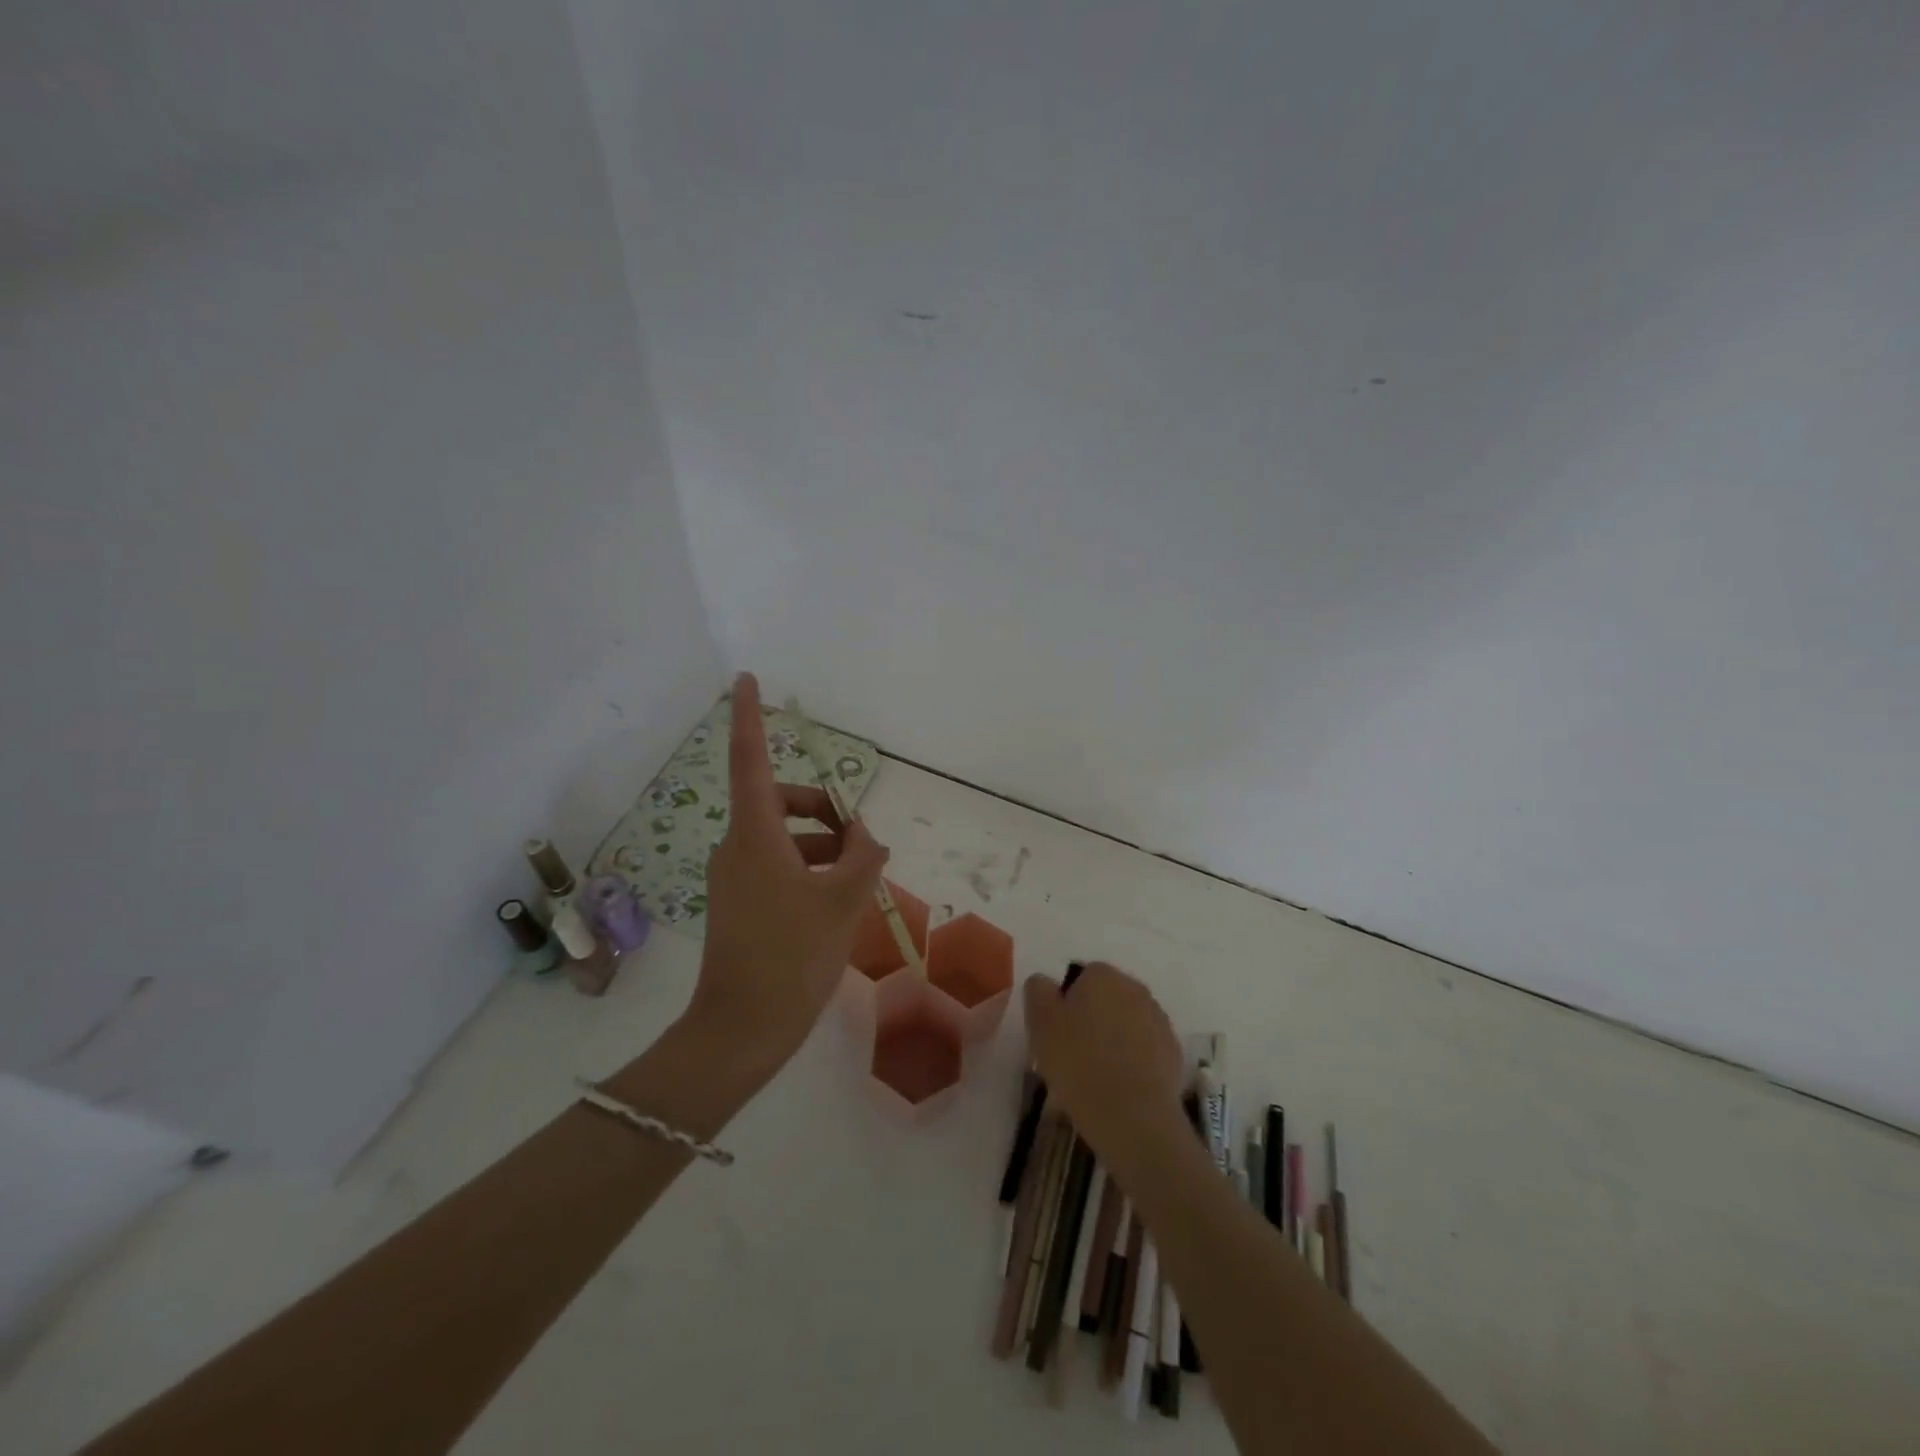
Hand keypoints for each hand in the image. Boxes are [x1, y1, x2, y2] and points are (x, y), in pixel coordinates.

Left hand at [687, 673, 889, 1080]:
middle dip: (822, 809)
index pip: (750, 760)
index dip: (750, 716)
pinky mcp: (739, 902)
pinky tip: (838, 899)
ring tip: (859, 878)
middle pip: (780, 802)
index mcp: (755, 835)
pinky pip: (778, 866)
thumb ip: (862, 859)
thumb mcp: (841, 902)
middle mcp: (738, 846)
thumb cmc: (792, 956)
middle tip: (860, 840)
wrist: (742, 1030)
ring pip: (784, 838)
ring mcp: (735, 876)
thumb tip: (866, 838)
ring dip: (822, 845)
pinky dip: (809, 869)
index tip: (746, 678)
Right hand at [1023, 962, 1185, 1162]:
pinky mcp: (1173, 1052)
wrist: (1132, 1115)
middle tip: (1073, 1053)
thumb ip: (1038, 991)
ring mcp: (1159, 1020)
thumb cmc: (1079, 1062)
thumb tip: (1045, 982)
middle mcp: (1135, 988)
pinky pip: (1145, 1049)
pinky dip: (1133, 1060)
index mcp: (1103, 975)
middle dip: (1092, 1018)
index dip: (1066, 1003)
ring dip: (1114, 1039)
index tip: (1056, 1032)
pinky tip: (1120, 1086)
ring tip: (1096, 1075)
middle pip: (1107, 998)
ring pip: (1127, 1023)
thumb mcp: (1041, 1023)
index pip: (1081, 977)